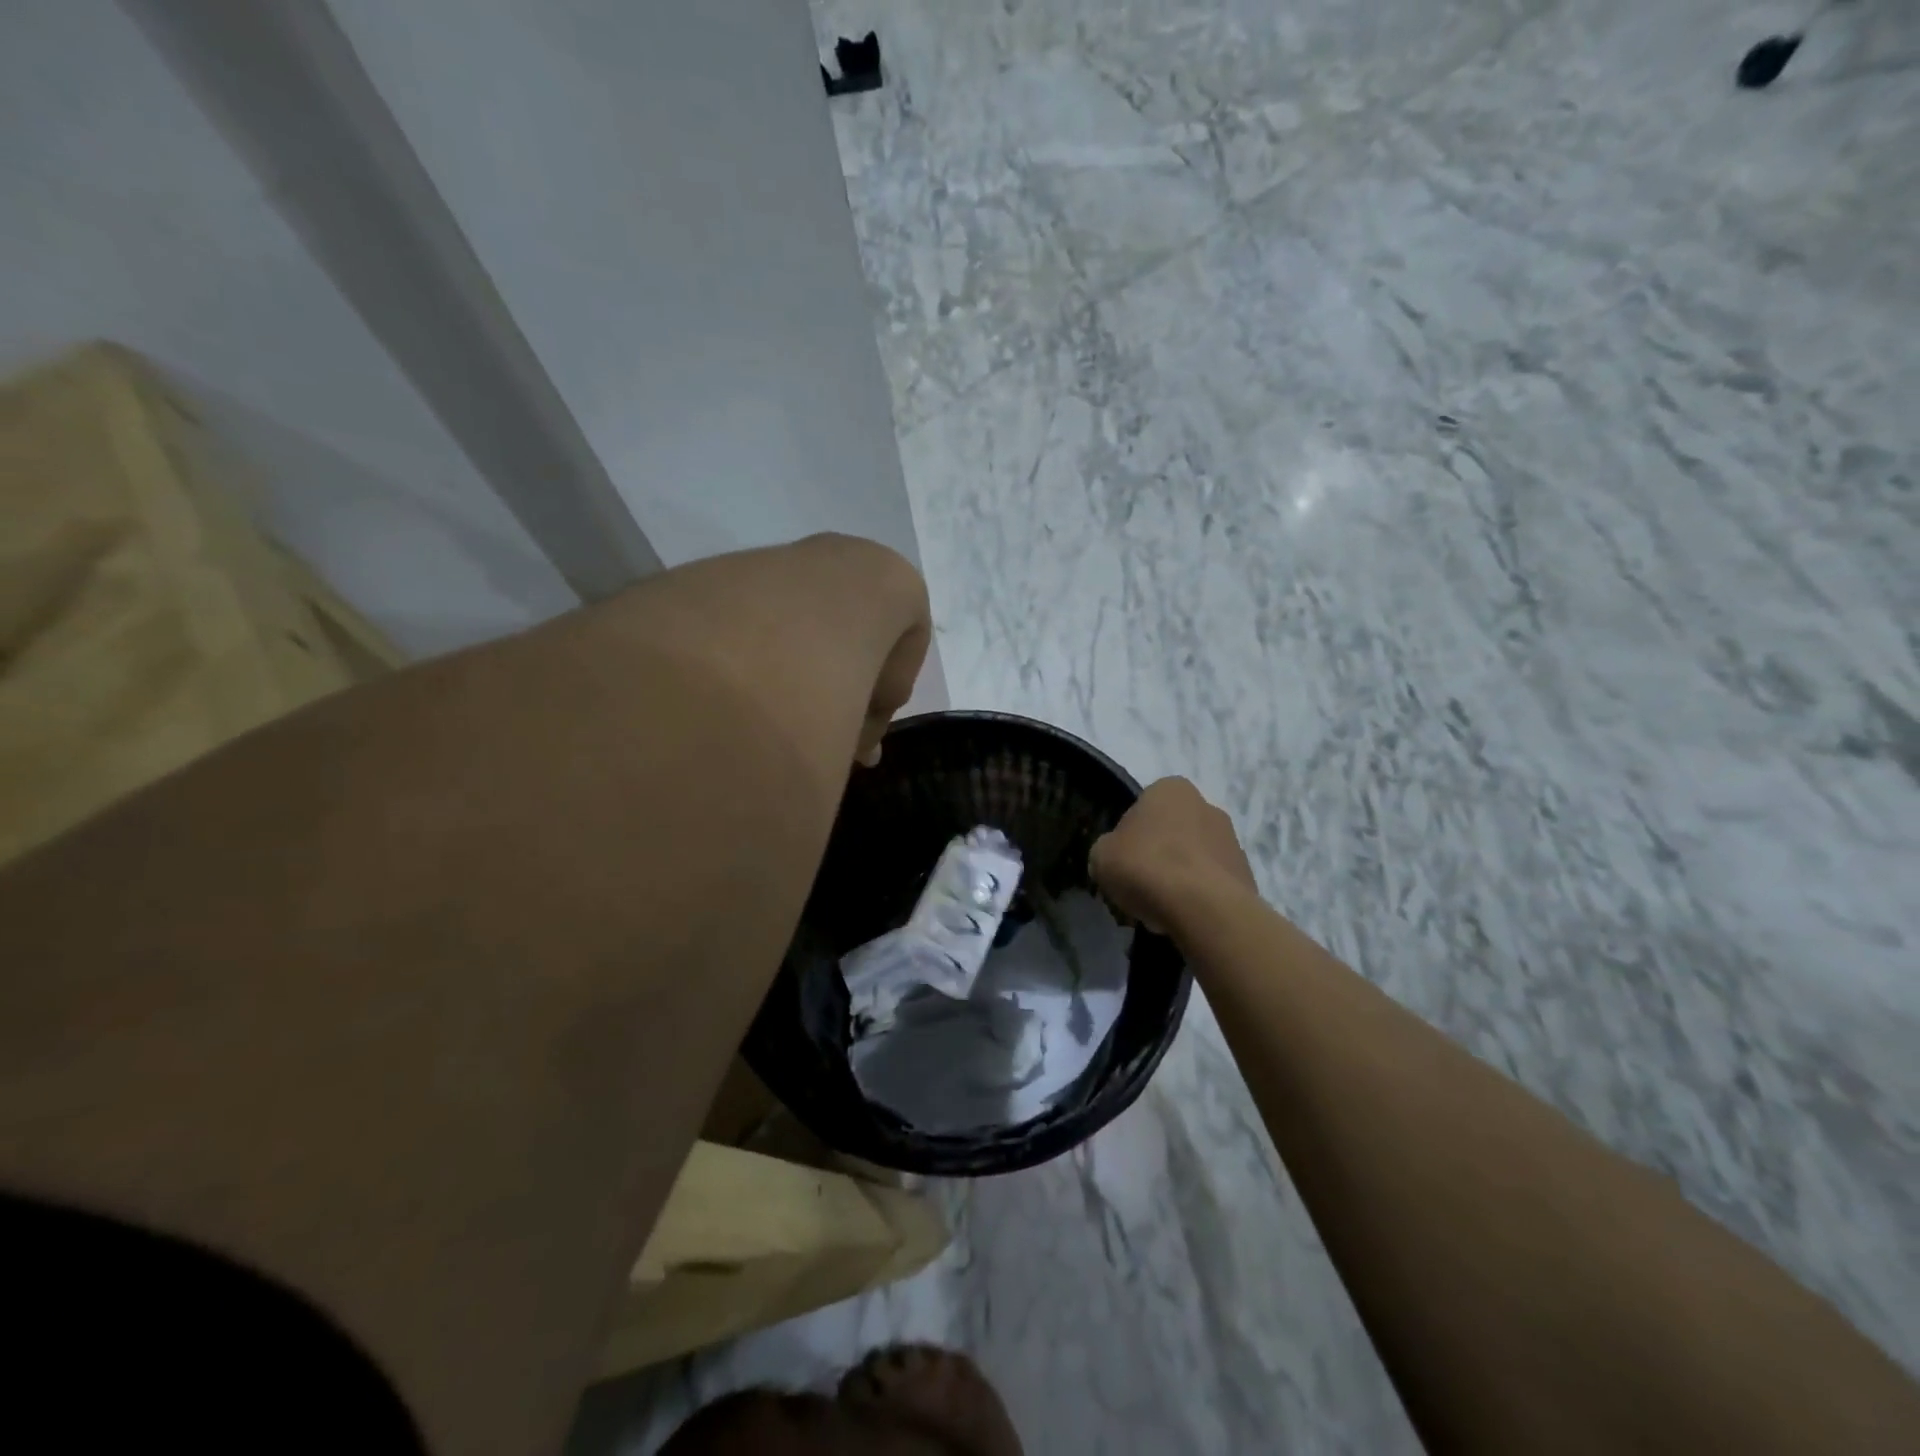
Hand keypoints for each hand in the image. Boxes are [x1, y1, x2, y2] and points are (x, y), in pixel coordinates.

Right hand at [1090, 777, 1256, 932]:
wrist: (1202, 907)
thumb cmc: (1145, 866)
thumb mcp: (1101, 855)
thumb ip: (1108, 849)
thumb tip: (1116, 857)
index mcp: (1171, 789)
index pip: (1143, 807)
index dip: (1130, 836)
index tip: (1123, 861)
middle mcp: (1207, 805)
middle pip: (1173, 831)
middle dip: (1160, 854)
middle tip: (1141, 884)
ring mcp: (1232, 840)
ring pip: (1194, 858)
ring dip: (1180, 876)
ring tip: (1162, 908)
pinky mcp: (1246, 874)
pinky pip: (1212, 884)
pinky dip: (1199, 896)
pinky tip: (1184, 916)